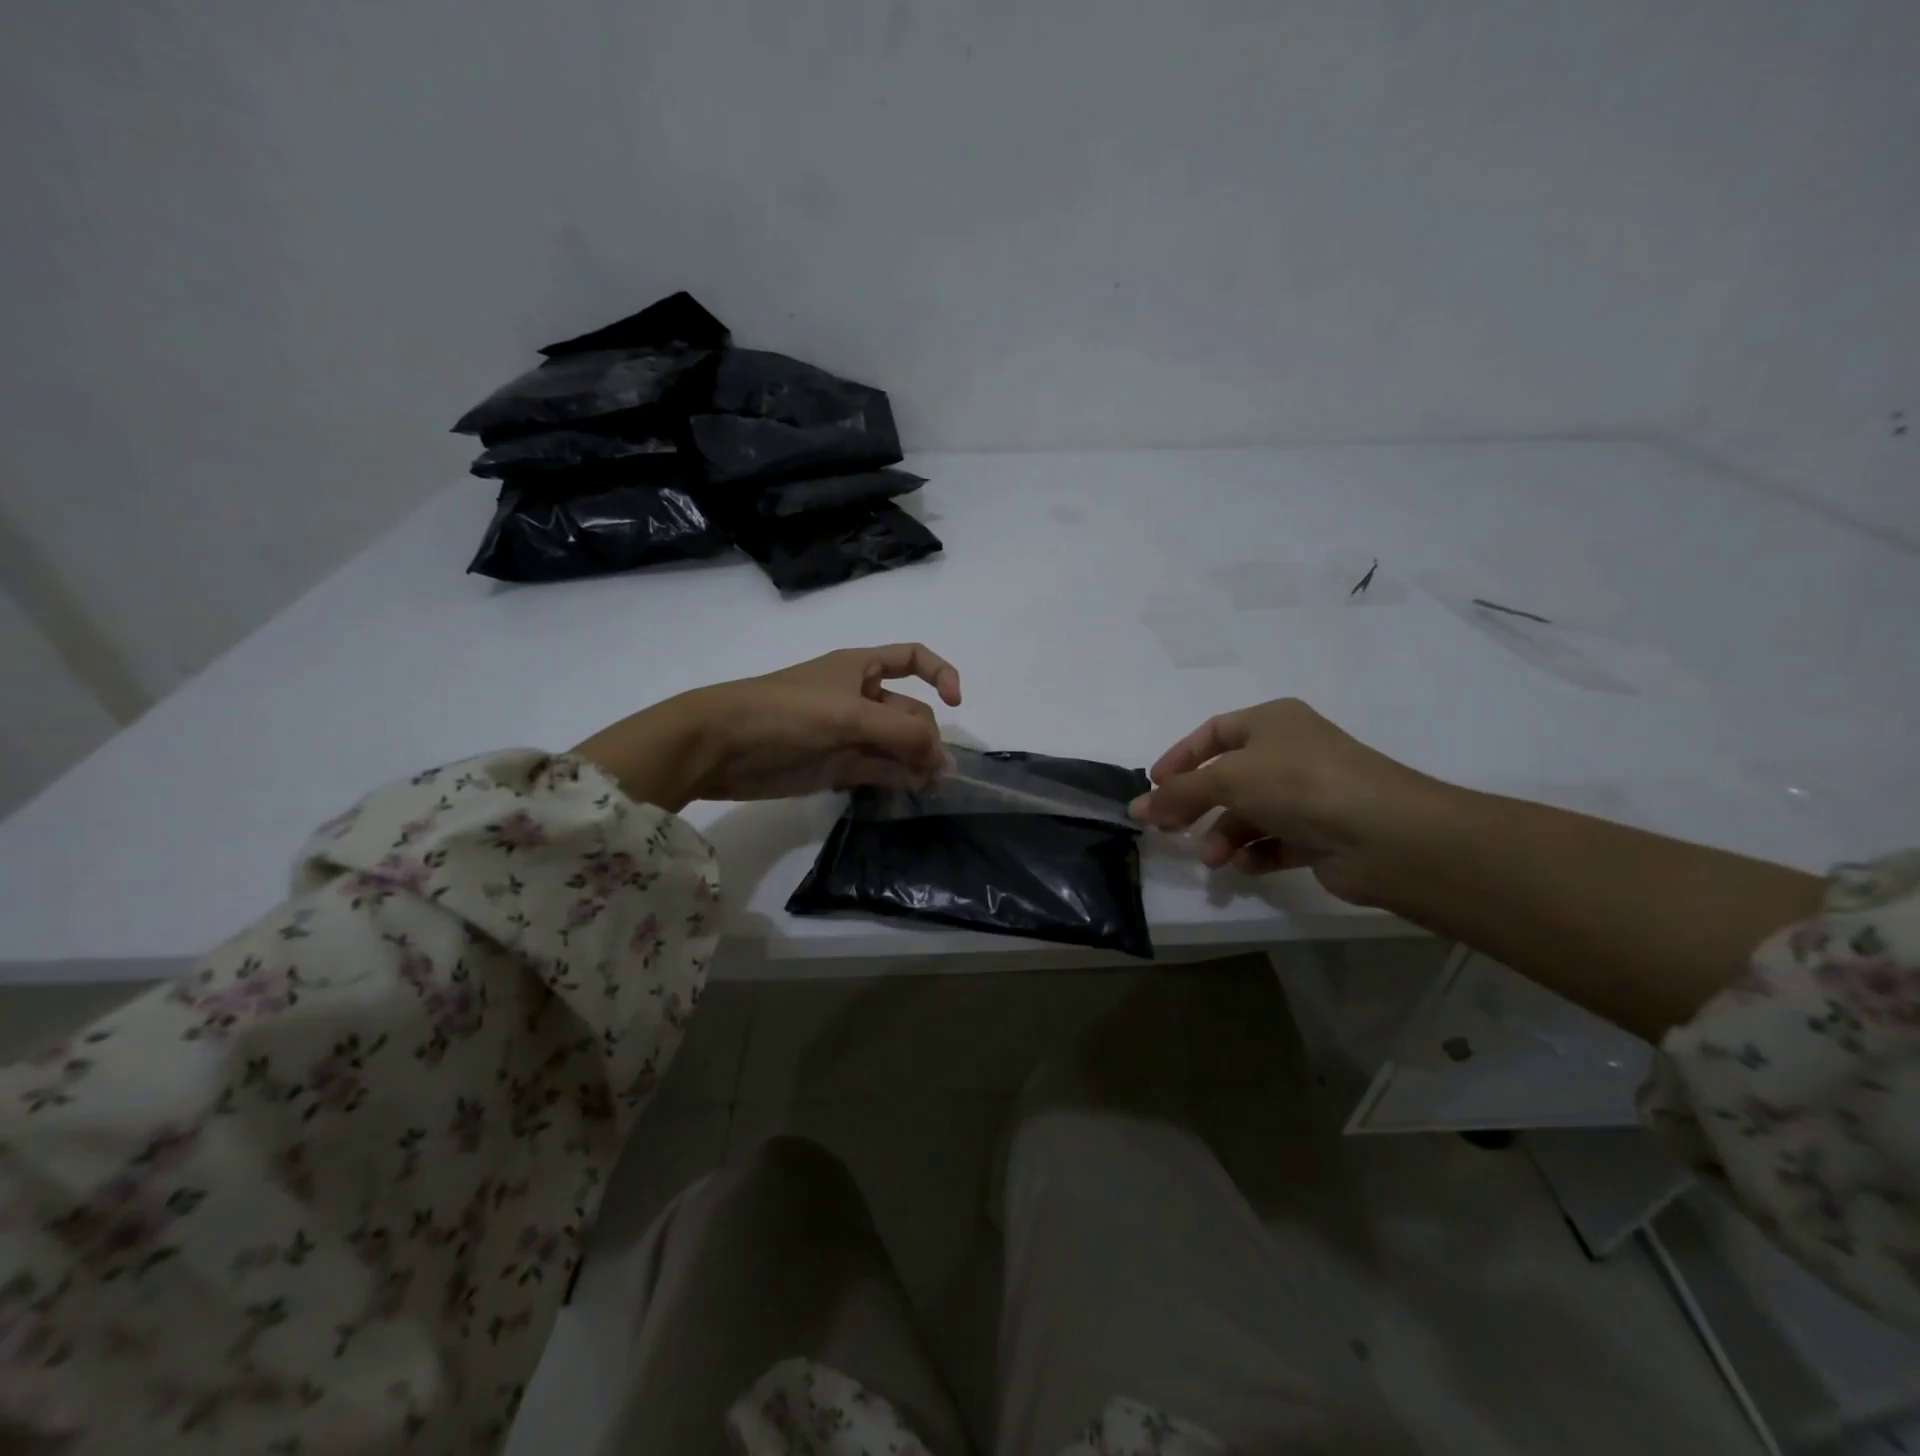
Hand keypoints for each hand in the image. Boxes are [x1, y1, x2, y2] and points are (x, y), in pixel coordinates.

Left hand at [574, 644, 962, 809]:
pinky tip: (911, 792)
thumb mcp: (849, 715)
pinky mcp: (837, 767)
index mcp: (861, 668)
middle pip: (910, 712)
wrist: (719, 746)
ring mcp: (849, 734)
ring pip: (897, 745)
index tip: (955, 702)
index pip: (913, 658)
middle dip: (928, 736)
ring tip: (933, 786)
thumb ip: (901, 734)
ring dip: (917, 762)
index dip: (940, 674)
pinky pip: (879, 770)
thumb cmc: (785, 712)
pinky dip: (897, 779)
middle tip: (937, 771)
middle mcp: (860, 698)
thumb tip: (943, 760)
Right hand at [1129, 699, 1443, 904]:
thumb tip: (1136, 808)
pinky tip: (1245, 867)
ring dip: (1224, 835)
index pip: (1213, 733)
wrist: (1384, 833)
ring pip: (1251, 813)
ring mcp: (1310, 794)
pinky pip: (1277, 841)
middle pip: (1228, 777)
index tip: (1154, 787)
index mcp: (1272, 721)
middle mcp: (1291, 752)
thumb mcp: (1227, 778)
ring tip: (1212, 859)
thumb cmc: (1298, 784)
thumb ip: (1178, 793)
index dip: (1180, 758)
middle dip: (1196, 804)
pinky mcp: (1323, 833)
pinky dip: (1256, 853)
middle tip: (1168, 829)